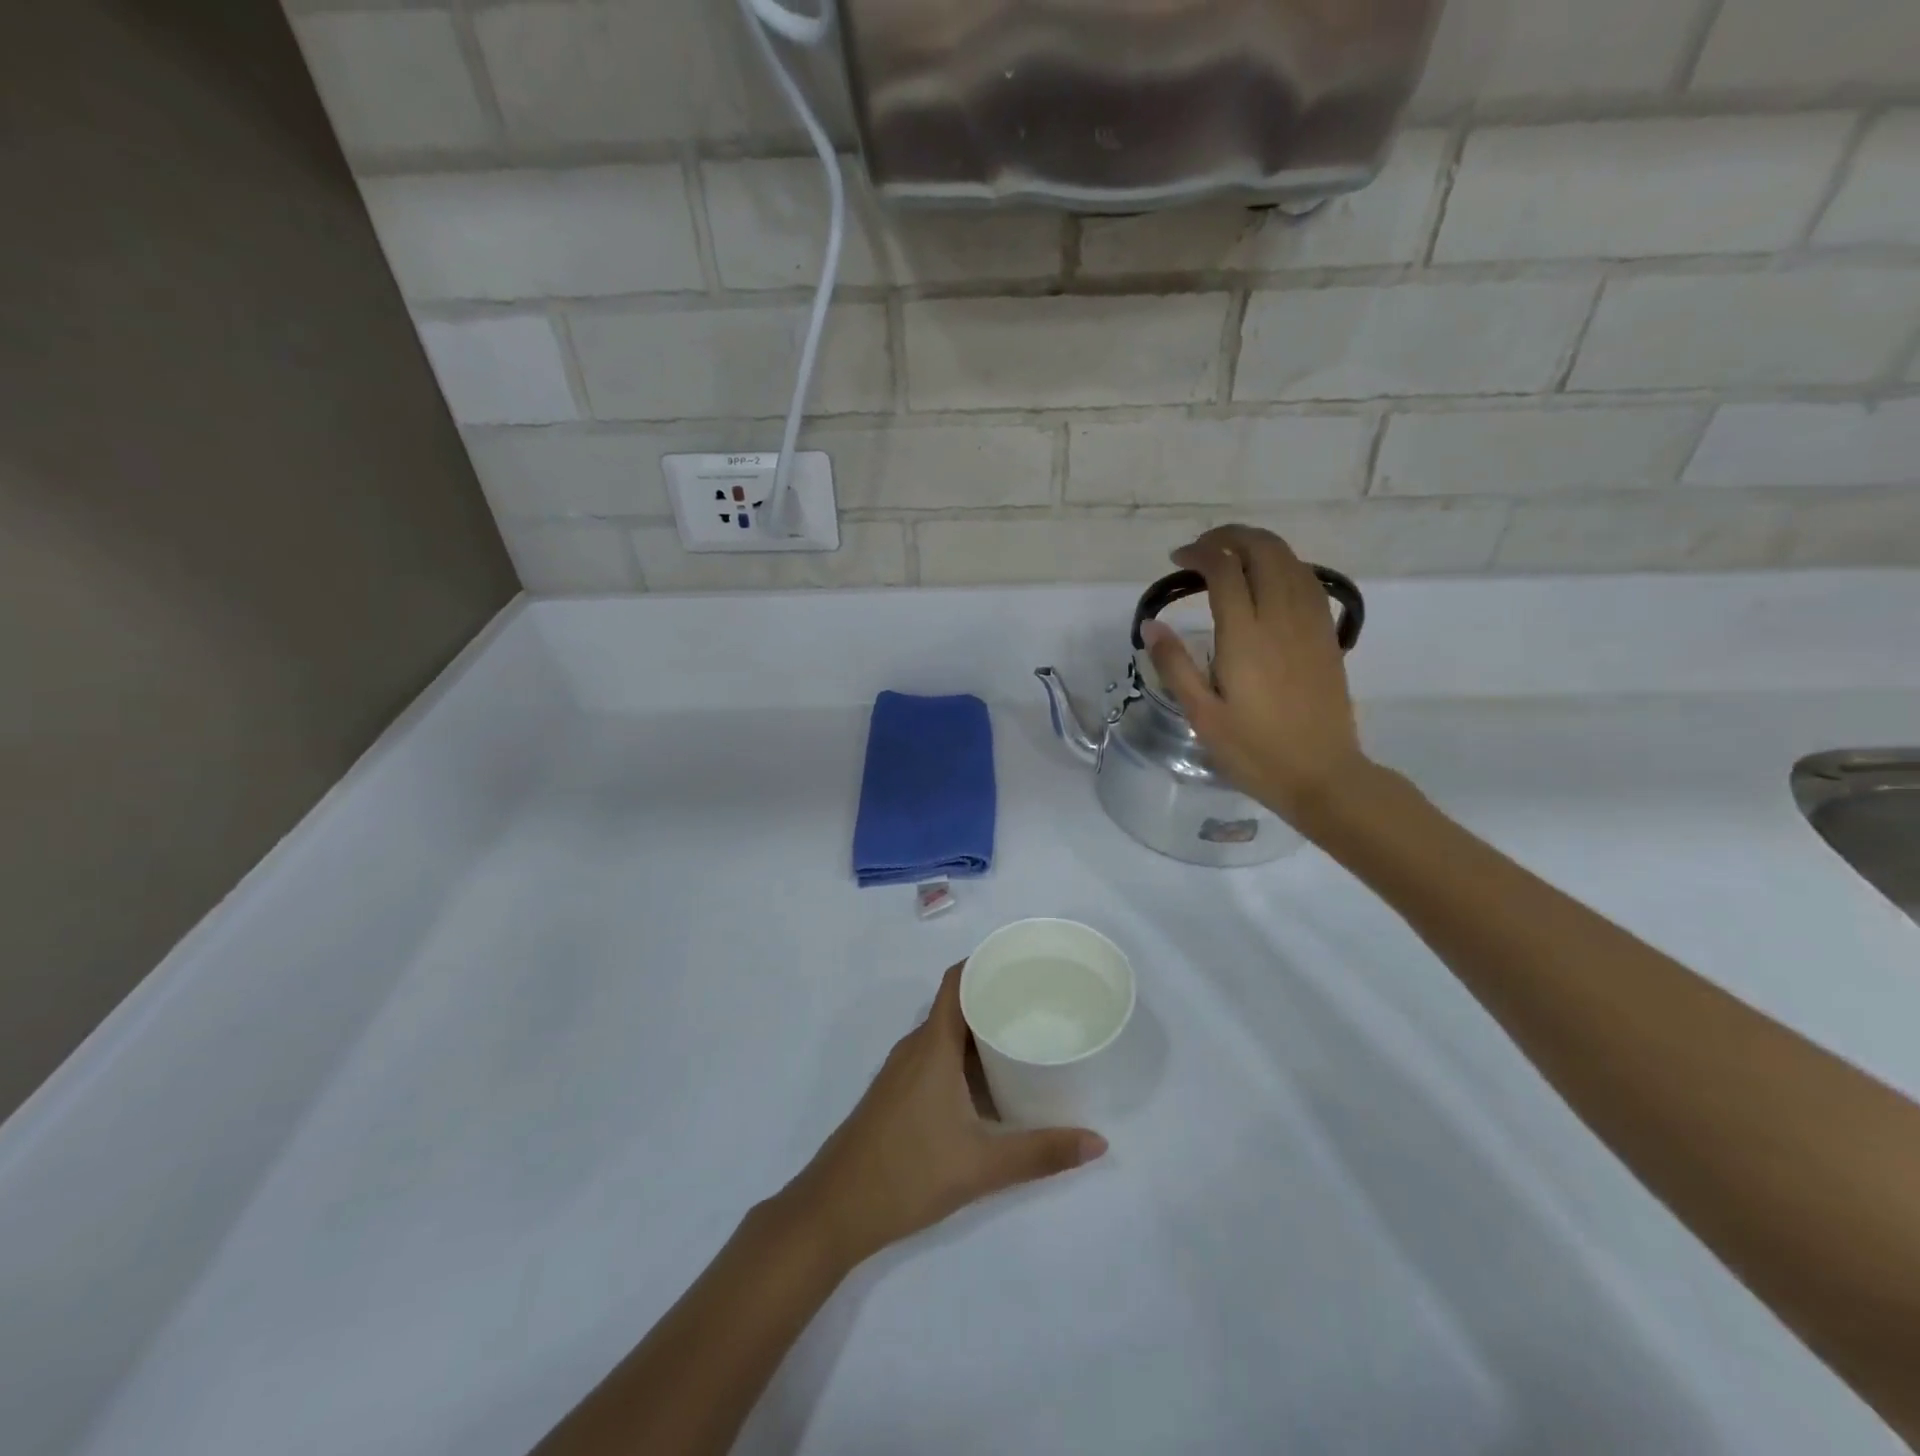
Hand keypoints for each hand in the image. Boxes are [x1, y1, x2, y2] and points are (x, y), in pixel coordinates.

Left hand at [783, 963, 1106, 1270]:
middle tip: (1039, 999)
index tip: (1025, 960)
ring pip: (945, 1033)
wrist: (835, 1209)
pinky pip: (935, 1055)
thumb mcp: (983, 1165)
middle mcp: (916, 1047)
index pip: (957, 981)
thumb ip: (1041, 1153)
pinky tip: (989, 1080)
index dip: (986, 962)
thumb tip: (1098, 1142)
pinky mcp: (896, 1093)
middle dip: (994, 995)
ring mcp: (902, 1070)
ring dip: (979, 1028)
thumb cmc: (908, 1173)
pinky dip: (963, 1054)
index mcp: (933, 1045)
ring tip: (1023, 1033)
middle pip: (956, 1004)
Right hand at [1140, 524, 1370, 828]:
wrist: (1323, 775)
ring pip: (1291, 560)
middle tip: (1203, 549)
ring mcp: (1310, 624)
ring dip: (1260, 546)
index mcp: (1245, 636)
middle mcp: (1281, 618)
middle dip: (1231, 537)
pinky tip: (1269, 580)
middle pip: (1263, 550)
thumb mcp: (1202, 715)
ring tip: (1232, 557)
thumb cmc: (1255, 751)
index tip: (1177, 559)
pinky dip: (1285, 565)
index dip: (1200, 553)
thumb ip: (1174, 665)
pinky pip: (1309, 581)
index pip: (1224, 570)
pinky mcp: (1327, 636)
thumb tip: (1151, 624)